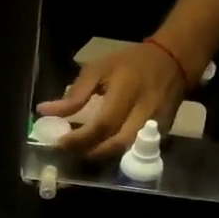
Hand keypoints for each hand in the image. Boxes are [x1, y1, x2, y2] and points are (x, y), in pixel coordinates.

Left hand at [40, 41, 189, 160]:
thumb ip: (75, 94)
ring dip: (102, 155)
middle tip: (70, 152)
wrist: (173, 61)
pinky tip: (101, 148)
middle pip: (116, 144)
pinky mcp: (164, 132)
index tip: (60, 143)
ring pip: (127, 151)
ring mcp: (158, 124)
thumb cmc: (130, 63)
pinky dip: (116, 152)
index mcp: (127, 90)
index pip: (103, 124)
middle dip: (90, 152)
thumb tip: (45, 111)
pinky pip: (137, 149)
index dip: (80, 138)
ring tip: (83, 151)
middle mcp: (145, 110)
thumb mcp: (100, 69)